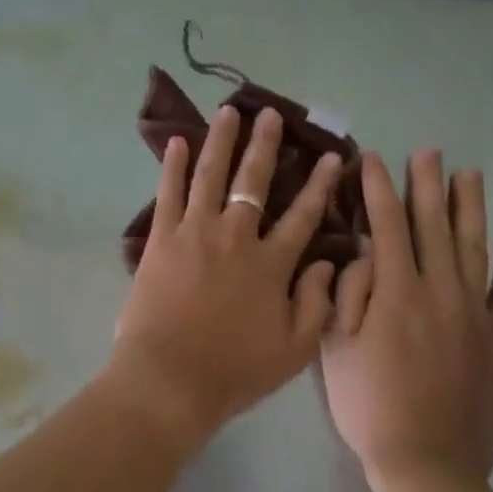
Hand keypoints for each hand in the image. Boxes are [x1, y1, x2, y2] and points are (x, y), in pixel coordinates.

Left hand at [110, 105, 343, 444]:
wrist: (171, 379)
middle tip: (270, 114)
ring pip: (211, 174)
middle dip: (265, 144)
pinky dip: (173, 165)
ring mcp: (195, 232)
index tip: (331, 156)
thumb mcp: (294, 349)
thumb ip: (316, 304)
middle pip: (253, 181)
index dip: (319, 184)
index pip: (303, 215)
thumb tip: (328, 264)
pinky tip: (178, 141)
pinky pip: (169, 193)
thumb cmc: (234, 370)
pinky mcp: (162, 237)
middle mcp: (236, 236)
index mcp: (271, 263)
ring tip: (227, 112)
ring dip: (221, 140)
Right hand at [322, 152, 492, 487]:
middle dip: (426, 185)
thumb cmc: (369, 406)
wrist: (427, 466)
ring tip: (470, 175)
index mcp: (396, 292)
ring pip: (475, 249)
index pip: (386, 224)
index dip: (378, 187)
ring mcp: (475, 316)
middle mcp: (439, 292)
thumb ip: (349, 293)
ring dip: (470, 209)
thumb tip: (363, 254)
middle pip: (433, 226)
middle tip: (428, 152)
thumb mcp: (335, 347)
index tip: (372, 158)